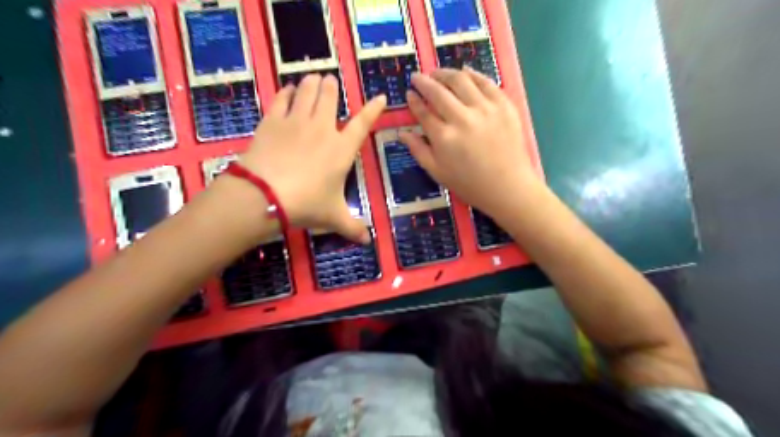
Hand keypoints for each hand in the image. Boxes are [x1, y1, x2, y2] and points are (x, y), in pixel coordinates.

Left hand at [238, 75, 383, 244]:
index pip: (363, 123)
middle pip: (330, 96)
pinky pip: (282, 98)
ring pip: (307, 90)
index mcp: (342, 149)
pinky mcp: (273, 121)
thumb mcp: (333, 217)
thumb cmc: (306, 204)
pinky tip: (288, 89)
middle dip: (332, 86)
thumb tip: (368, 241)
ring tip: (313, 78)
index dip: (373, 109)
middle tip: (330, 82)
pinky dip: (287, 91)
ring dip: (312, 82)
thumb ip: (352, 227)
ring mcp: (296, 121)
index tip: (379, 97)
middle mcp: (322, 129)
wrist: (265, 195)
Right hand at [399, 68, 540, 220]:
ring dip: (445, 73)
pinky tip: (465, 72)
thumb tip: (402, 132)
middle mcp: (462, 118)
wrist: (508, 187)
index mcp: (444, 137)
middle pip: (438, 92)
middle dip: (424, 82)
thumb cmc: (470, 184)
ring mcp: (485, 109)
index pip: (423, 112)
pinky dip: (473, 74)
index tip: (409, 93)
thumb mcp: (437, 173)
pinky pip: (486, 82)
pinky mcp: (504, 105)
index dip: (414, 100)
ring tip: (438, 73)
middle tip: (418, 77)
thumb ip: (418, 150)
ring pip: (461, 80)